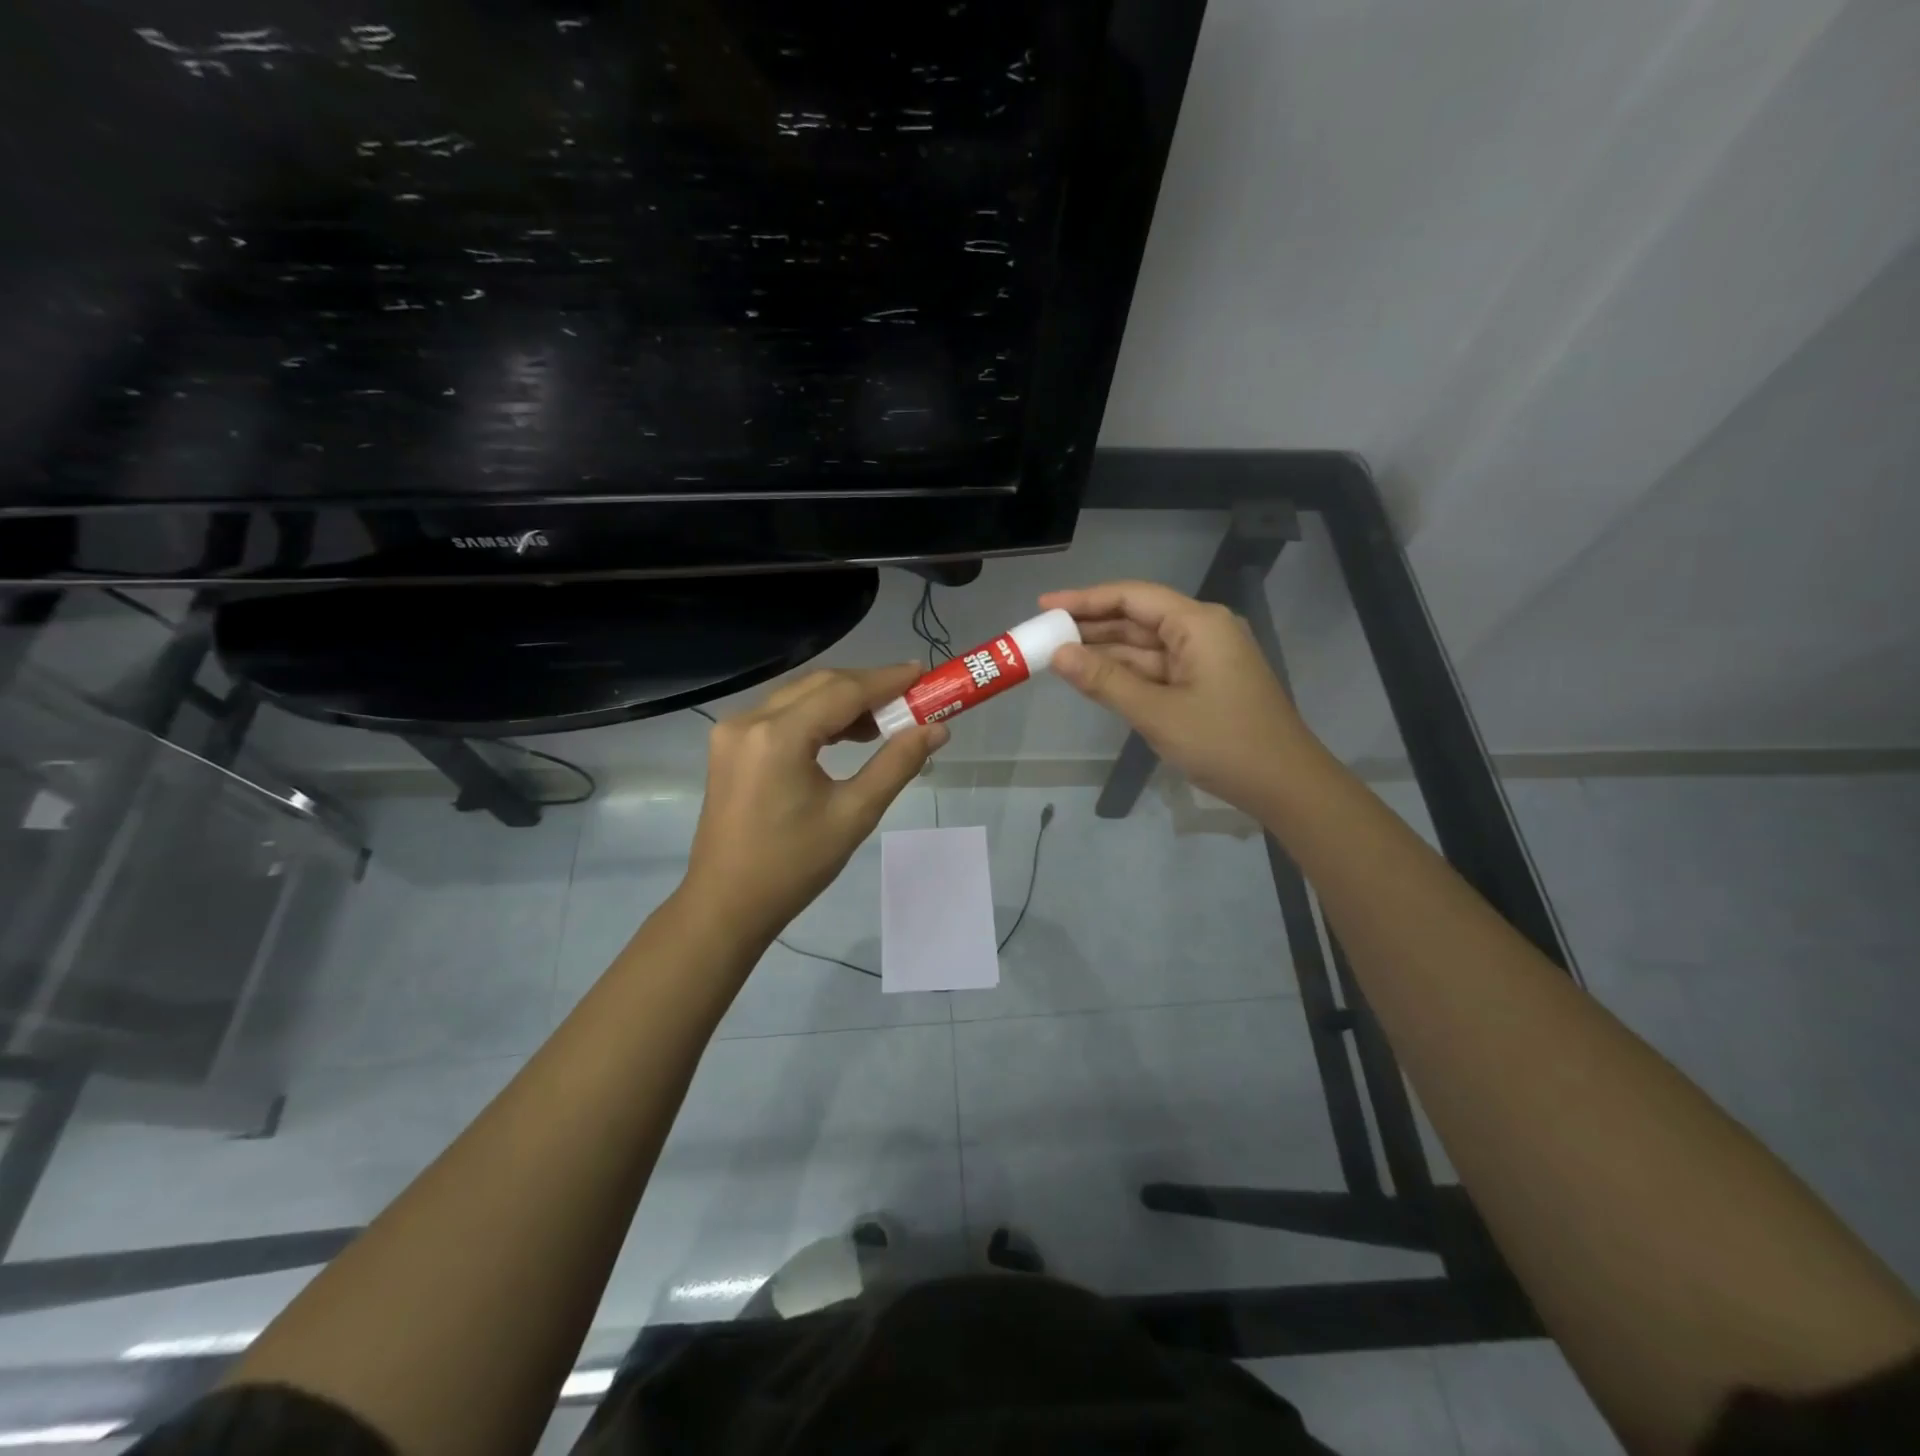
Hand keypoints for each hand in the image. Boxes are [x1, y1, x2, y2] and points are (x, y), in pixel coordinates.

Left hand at [678, 665, 947, 948]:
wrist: (726, 903)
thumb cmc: (793, 866)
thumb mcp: (854, 815)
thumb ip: (896, 764)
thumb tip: (936, 730)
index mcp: (778, 737)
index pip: (843, 691)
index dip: (887, 680)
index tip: (923, 674)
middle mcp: (749, 720)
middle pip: (820, 685)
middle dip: (867, 687)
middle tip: (911, 698)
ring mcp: (733, 731)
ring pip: (799, 696)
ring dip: (842, 700)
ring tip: (884, 722)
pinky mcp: (729, 744)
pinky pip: (781, 714)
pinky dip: (816, 715)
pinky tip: (845, 734)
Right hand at [1040, 581, 1311, 815]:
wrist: (1286, 786)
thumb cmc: (1224, 743)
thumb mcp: (1157, 713)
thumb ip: (1105, 681)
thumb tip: (1058, 654)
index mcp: (1198, 624)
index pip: (1132, 597)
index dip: (1085, 599)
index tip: (1044, 604)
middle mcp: (1202, 631)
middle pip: (1137, 618)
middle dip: (1090, 626)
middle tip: (1043, 633)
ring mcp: (1204, 658)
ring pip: (1144, 646)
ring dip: (1104, 651)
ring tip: (1056, 655)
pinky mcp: (1204, 682)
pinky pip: (1156, 668)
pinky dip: (1125, 673)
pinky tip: (1092, 677)